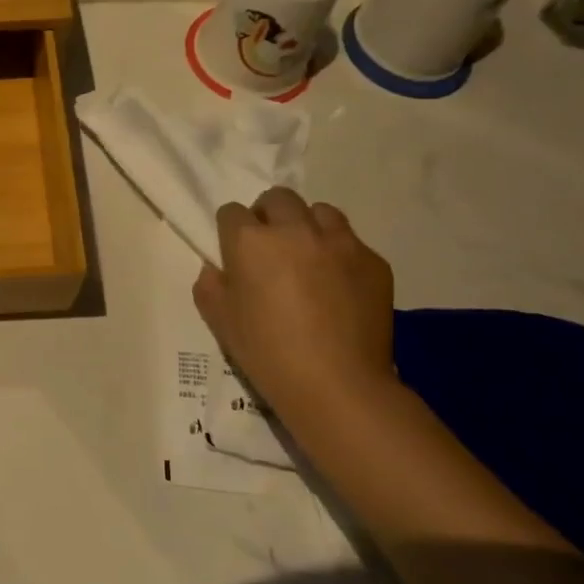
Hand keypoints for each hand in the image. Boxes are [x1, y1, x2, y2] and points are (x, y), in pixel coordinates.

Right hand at [193, 188, 394, 410]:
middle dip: (269, 215)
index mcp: (251, 241)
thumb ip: (210, 285)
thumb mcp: (219, 320)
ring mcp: (340, 243)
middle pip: (278, 198)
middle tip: (270, 248)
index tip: (235, 253)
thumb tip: (218, 268)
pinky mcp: (374, 262)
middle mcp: (295, 230)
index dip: (231, 231)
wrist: (337, 385)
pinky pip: (352, 243)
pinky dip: (340, 255)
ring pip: (320, 212)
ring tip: (308, 257)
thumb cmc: (267, 352)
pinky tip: (338, 286)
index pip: (232, 212)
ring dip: (308, 226)